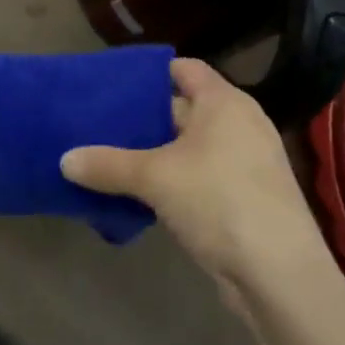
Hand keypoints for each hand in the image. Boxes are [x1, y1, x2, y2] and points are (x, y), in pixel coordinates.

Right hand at [61, 58, 328, 295]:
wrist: (280, 275)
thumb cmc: (219, 201)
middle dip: (143, 117)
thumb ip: (107, 164)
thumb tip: (64, 160)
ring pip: (189, 147)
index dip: (149, 73)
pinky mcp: (245, 198)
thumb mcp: (154, 178)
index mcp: (224, 102)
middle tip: (99, 123)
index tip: (112, 84)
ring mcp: (246, 163)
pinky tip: (139, 195)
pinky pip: (200, 176)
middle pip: (183, 108)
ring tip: (109, 158)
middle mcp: (239, 124)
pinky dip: (172, 181)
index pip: (183, 69)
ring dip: (155, 154)